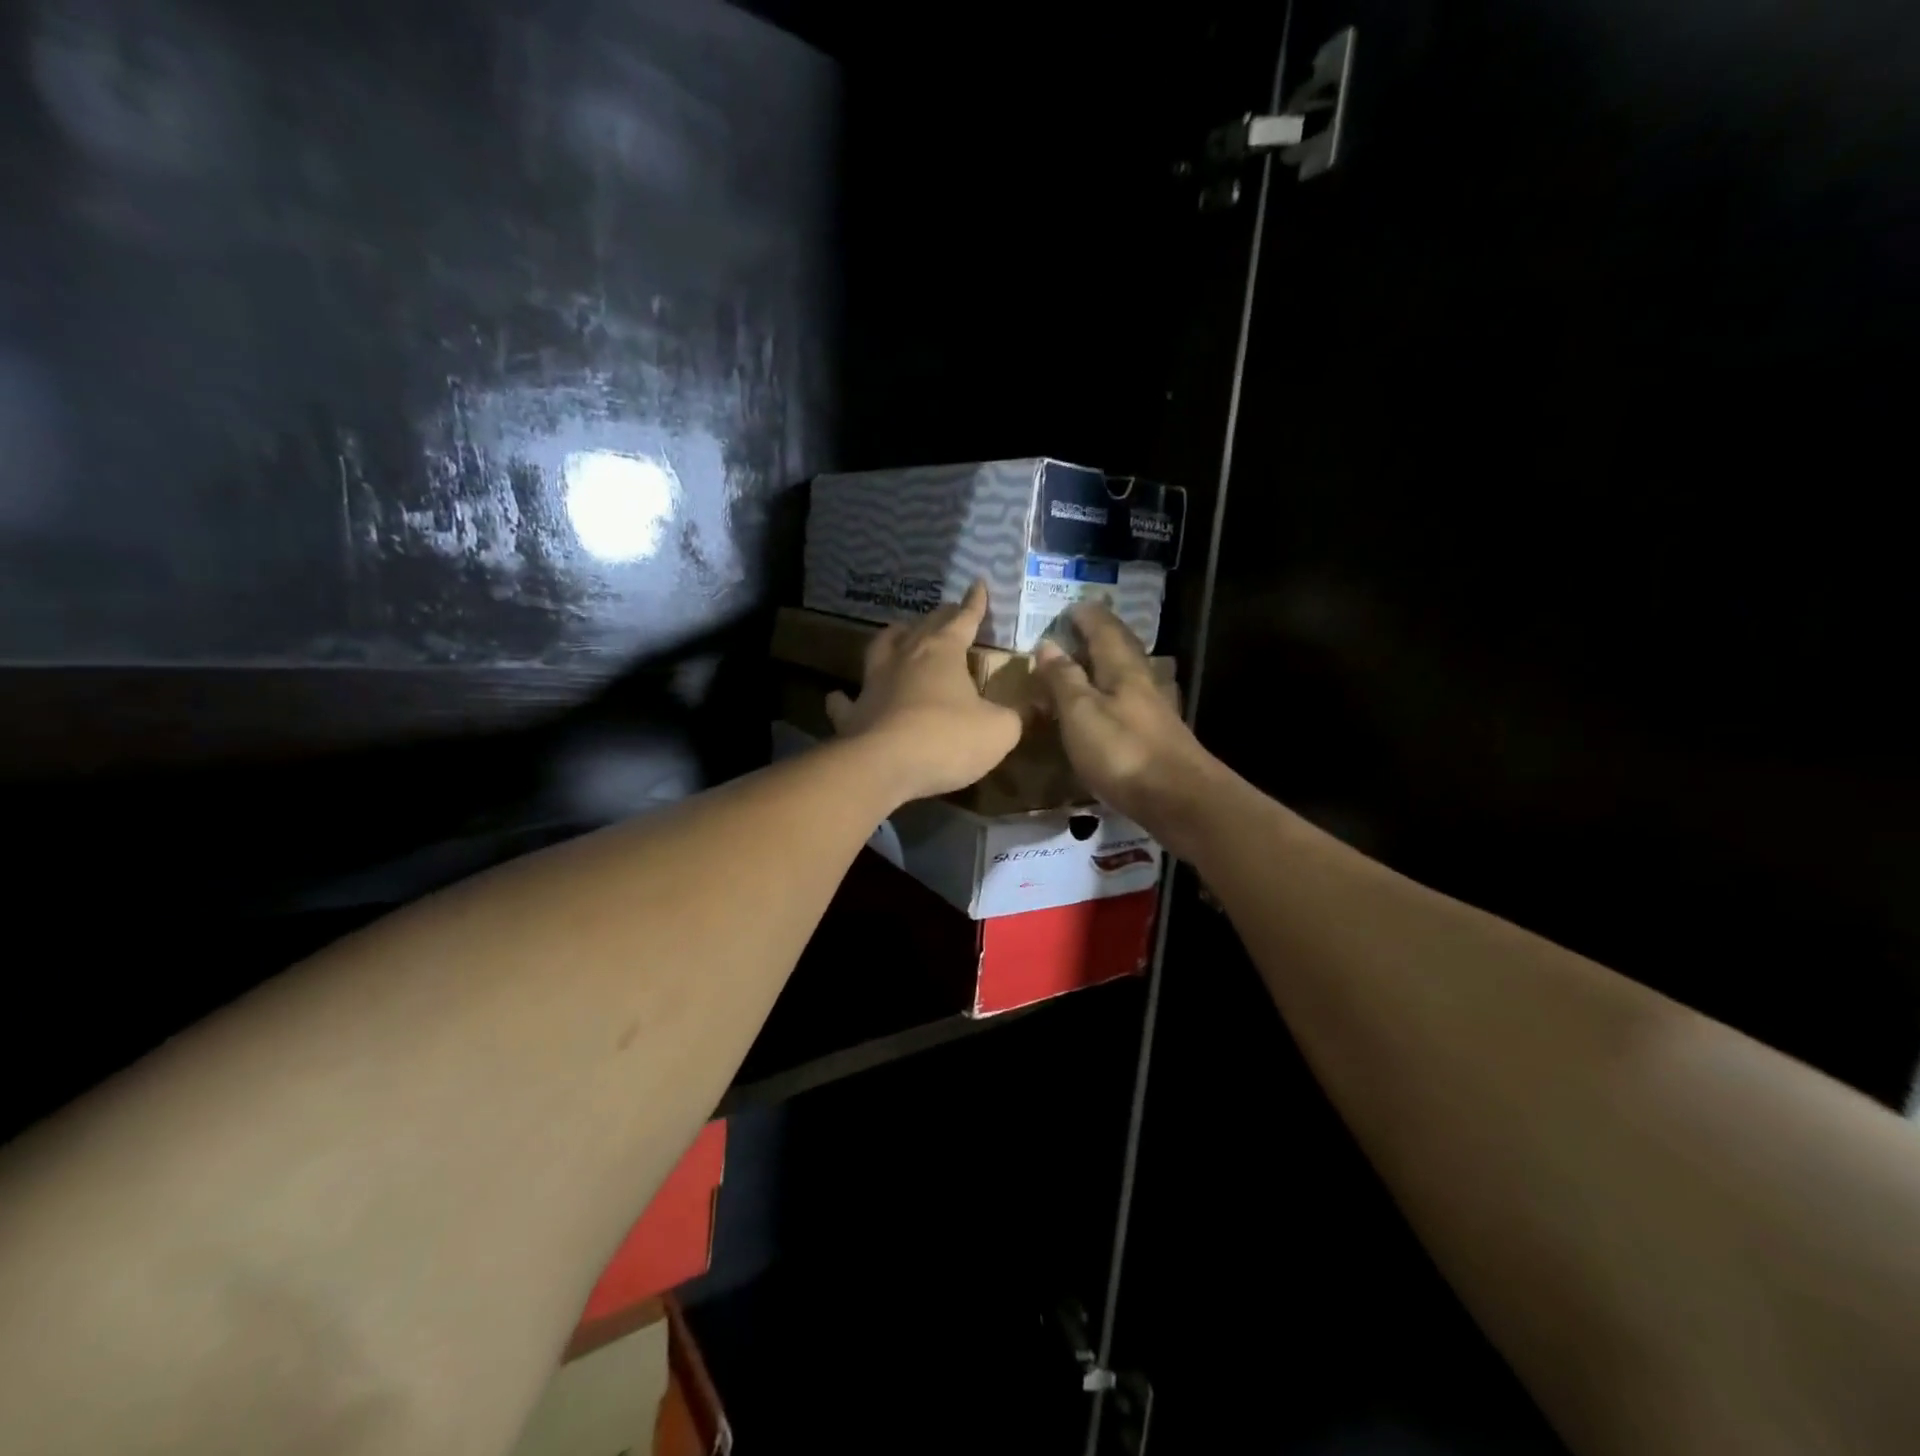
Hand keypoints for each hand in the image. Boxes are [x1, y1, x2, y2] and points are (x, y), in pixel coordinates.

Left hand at [826, 581, 1023, 802]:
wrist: (884, 765)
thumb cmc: (947, 740)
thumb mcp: (999, 730)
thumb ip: (1014, 716)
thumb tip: (1024, 710)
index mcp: (943, 653)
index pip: (963, 620)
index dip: (974, 604)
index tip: (978, 585)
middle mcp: (905, 658)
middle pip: (923, 628)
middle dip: (939, 618)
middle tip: (948, 612)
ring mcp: (873, 684)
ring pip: (881, 649)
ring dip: (893, 639)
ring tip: (900, 634)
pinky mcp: (852, 715)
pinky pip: (845, 702)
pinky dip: (845, 698)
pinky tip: (841, 696)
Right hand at [1034, 604, 1222, 842]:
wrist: (1178, 799)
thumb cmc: (1122, 751)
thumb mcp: (1080, 713)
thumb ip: (1063, 679)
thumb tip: (1047, 644)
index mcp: (1122, 668)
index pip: (1102, 628)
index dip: (1085, 616)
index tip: (1067, 608)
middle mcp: (1142, 681)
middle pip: (1120, 648)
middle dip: (1099, 634)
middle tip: (1077, 628)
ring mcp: (1153, 710)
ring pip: (1126, 674)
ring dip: (1105, 664)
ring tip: (1084, 665)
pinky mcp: (1157, 736)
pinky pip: (1129, 701)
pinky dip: (1111, 694)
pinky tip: (1105, 707)